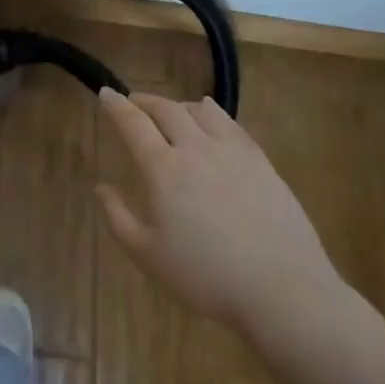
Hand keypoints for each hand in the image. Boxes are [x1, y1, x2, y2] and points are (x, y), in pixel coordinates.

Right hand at [96, 90, 347, 347]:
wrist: (282, 290)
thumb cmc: (206, 276)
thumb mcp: (148, 256)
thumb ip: (118, 218)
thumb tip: (101, 187)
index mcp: (164, 169)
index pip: (133, 123)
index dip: (116, 105)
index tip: (106, 93)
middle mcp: (196, 149)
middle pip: (166, 109)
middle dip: (144, 101)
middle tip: (133, 103)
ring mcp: (232, 151)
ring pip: (199, 110)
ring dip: (177, 105)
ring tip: (170, 113)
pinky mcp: (260, 160)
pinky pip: (230, 123)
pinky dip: (211, 111)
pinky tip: (210, 115)